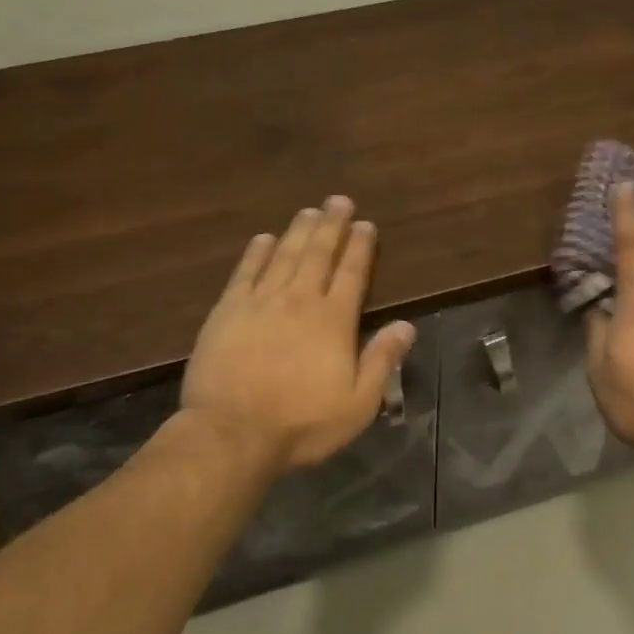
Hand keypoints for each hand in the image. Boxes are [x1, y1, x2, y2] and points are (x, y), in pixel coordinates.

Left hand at [181, 196, 415, 473]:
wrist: (232, 432)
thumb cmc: (301, 424)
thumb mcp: (358, 404)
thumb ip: (382, 360)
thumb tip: (406, 325)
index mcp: (333, 320)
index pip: (351, 273)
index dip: (359, 247)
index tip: (365, 224)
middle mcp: (299, 300)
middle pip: (318, 254)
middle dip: (331, 226)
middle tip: (338, 201)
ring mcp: (260, 302)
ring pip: (284, 256)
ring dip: (298, 231)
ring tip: (309, 211)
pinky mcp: (227, 311)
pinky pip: (245, 272)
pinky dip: (256, 253)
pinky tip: (263, 238)